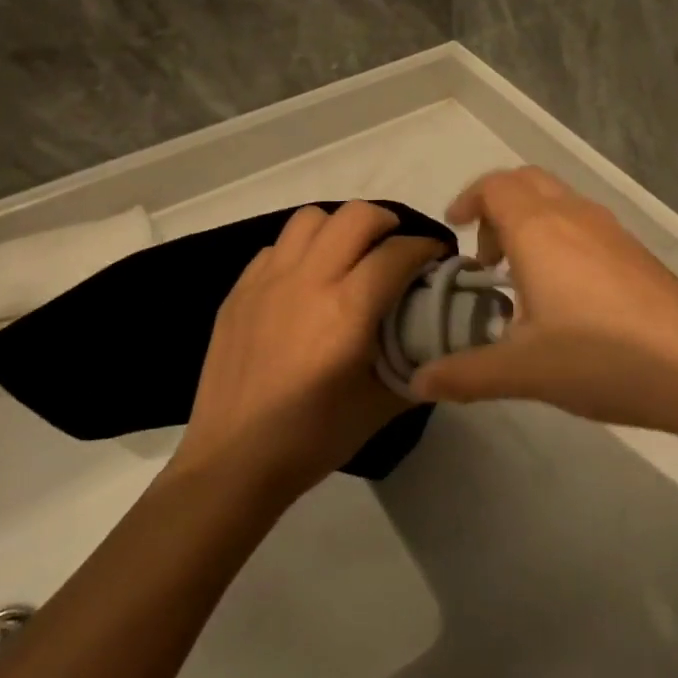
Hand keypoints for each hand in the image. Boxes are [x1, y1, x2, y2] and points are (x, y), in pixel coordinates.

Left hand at [174, 203, 442, 500]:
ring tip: (348, 256)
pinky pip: (276, 247)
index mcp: (347, 310)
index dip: (427, 248)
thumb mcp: (381, 406)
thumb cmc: (313, 438)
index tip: (437, 258)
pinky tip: (305, 282)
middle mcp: (308, 280)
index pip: (398, 253)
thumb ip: (417, 364)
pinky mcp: (239, 289)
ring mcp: (268, 280)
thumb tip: (443, 339)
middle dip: (387, 224)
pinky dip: (300, 252)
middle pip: (356, 216)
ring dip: (340, 228)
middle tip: (396, 249)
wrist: (234, 461)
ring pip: (311, 219)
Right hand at [411, 168, 677, 436]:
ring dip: (530, 222)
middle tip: (486, 257)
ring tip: (521, 279)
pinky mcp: (635, 251)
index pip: (494, 186)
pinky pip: (583, 223)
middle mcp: (574, 214)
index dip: (468, 200)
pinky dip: (559, 237)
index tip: (455, 231)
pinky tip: (565, 295)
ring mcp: (611, 229)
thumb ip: (464, 373)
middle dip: (497, 207)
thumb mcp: (522, 371)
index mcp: (539, 228)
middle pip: (526, 182)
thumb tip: (417, 381)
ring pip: (558, 201)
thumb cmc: (601, 358)